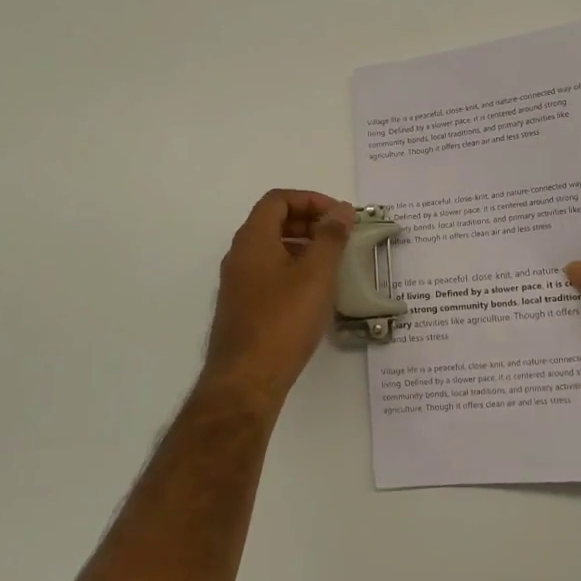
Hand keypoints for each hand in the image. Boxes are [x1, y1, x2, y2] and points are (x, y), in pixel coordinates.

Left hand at [199, 190, 355, 416]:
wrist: (246, 380)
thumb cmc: (283, 321)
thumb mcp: (316, 275)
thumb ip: (330, 238)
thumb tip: (342, 210)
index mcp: (253, 240)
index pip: (278, 200)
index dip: (310, 200)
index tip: (340, 216)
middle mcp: (240, 255)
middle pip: (273, 221)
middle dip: (309, 221)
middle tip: (340, 237)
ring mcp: (238, 283)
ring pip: (272, 249)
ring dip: (303, 246)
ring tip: (333, 263)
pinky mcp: (243, 307)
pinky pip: (269, 274)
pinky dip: (293, 270)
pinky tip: (315, 293)